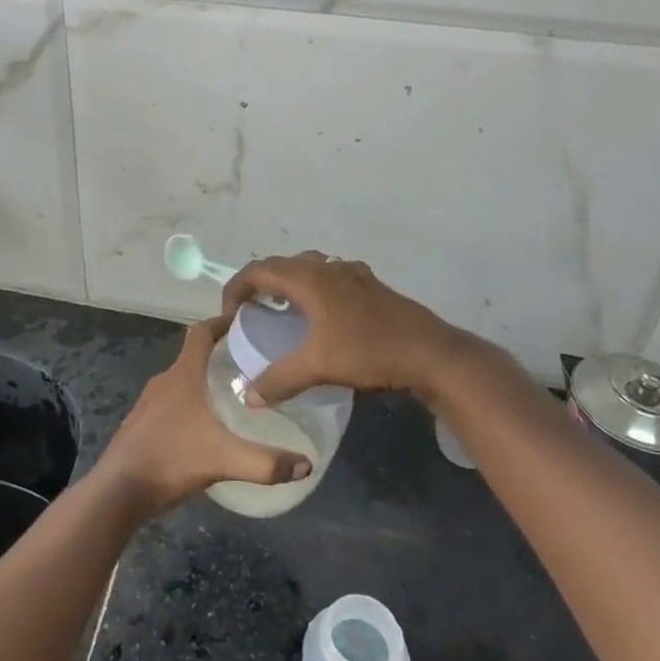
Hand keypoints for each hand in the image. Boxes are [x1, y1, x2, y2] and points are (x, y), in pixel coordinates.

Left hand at [94, 317, 313, 515]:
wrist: (118, 491)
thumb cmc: (171, 460)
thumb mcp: (223, 460)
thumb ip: (266, 462)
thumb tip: (307, 463)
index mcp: (182, 375)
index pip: (201, 332)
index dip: (221, 322)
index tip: (245, 321)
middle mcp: (164, 381)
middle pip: (193, 355)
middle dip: (220, 355)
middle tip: (251, 364)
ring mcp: (148, 403)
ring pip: (181, 381)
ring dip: (203, 381)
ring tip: (233, 395)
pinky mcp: (141, 425)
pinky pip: (171, 403)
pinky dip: (190, 404)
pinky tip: (205, 427)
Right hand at [220, 251, 495, 406]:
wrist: (430, 352)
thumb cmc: (369, 351)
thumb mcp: (319, 367)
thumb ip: (279, 380)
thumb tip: (248, 396)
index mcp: (309, 279)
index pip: (258, 270)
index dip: (236, 287)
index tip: (229, 313)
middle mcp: (327, 268)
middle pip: (282, 264)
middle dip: (260, 282)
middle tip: (250, 309)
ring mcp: (352, 273)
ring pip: (309, 267)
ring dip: (289, 281)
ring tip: (282, 308)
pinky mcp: (371, 285)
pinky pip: (331, 276)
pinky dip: (315, 287)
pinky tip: (323, 313)